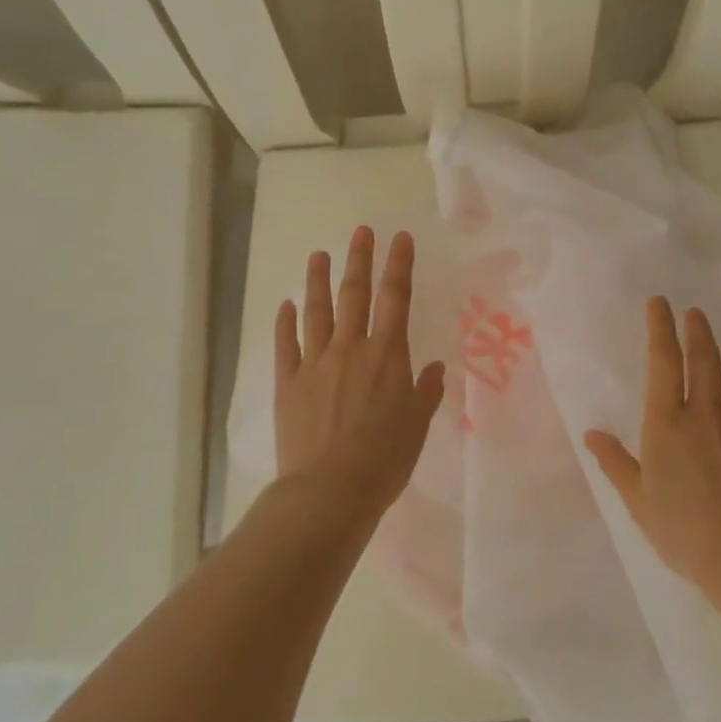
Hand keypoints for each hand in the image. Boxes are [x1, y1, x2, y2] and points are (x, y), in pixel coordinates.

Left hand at [273, 226, 446, 521]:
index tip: (400, 238)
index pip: (396, 298)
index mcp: (387, 355)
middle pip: (355, 295)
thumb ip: (426, 392)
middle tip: (361, 231)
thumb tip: (435, 368)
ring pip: (316, 312)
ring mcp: (315, 363)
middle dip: (359, 260)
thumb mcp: (417, 426)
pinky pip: (286, 345)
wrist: (329, 490)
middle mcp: (350, 349)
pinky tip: (285, 306)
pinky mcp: (288, 383)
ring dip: (318, 281)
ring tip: (318, 254)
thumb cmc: (384, 459)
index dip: (398, 265)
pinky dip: (285, 323)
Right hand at [584, 298, 720, 596]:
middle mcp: (706, 414)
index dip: (660, 328)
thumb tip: (592, 433)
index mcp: (667, 421)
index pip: (663, 361)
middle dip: (698, 331)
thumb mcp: (637, 499)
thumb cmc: (681, 528)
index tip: (660, 303)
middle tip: (696, 313)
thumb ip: (615, 463)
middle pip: (704, 360)